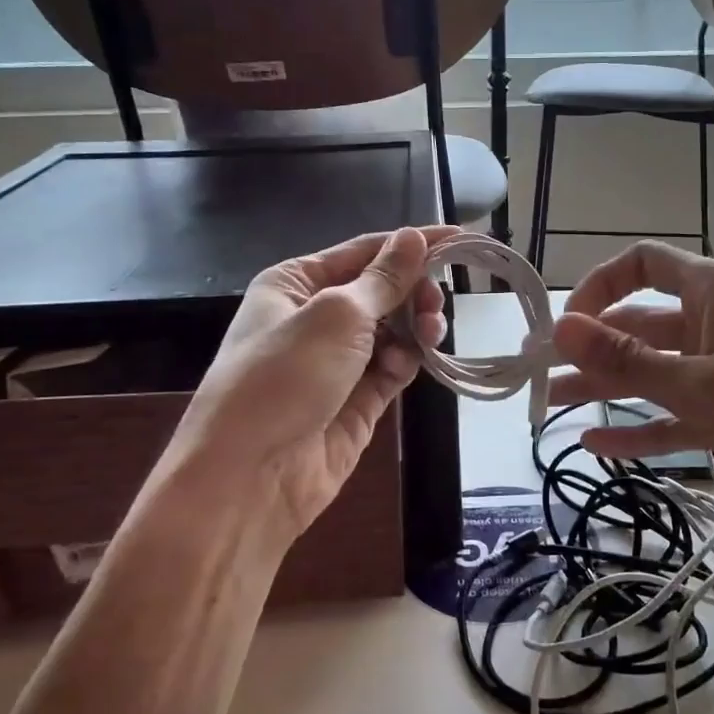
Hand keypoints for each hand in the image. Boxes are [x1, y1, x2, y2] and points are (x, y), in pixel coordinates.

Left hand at [157, 227, 452, 546]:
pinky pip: (392, 368)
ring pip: (393, 330)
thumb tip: (413, 237)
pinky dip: (405, 362)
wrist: (251, 476)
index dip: (412, 244)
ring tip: (431, 333)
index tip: (462, 239)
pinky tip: (407, 366)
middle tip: (436, 303)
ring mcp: (337, 361)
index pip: (364, 251)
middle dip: (414, 292)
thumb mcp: (336, 316)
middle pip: (382, 291)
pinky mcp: (356, 399)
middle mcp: (316, 317)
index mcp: (296, 284)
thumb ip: (383, 279)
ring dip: (416, 327)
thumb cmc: (284, 377)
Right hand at [547, 241, 713, 547]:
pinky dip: (639, 428)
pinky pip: (674, 415)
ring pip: (653, 372)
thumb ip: (629, 359)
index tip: (565, 326)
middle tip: (542, 373)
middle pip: (640, 323)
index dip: (598, 286)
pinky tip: (595, 445)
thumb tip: (561, 327)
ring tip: (553, 406)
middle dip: (592, 346)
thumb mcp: (704, 385)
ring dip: (606, 387)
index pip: (643, 264)